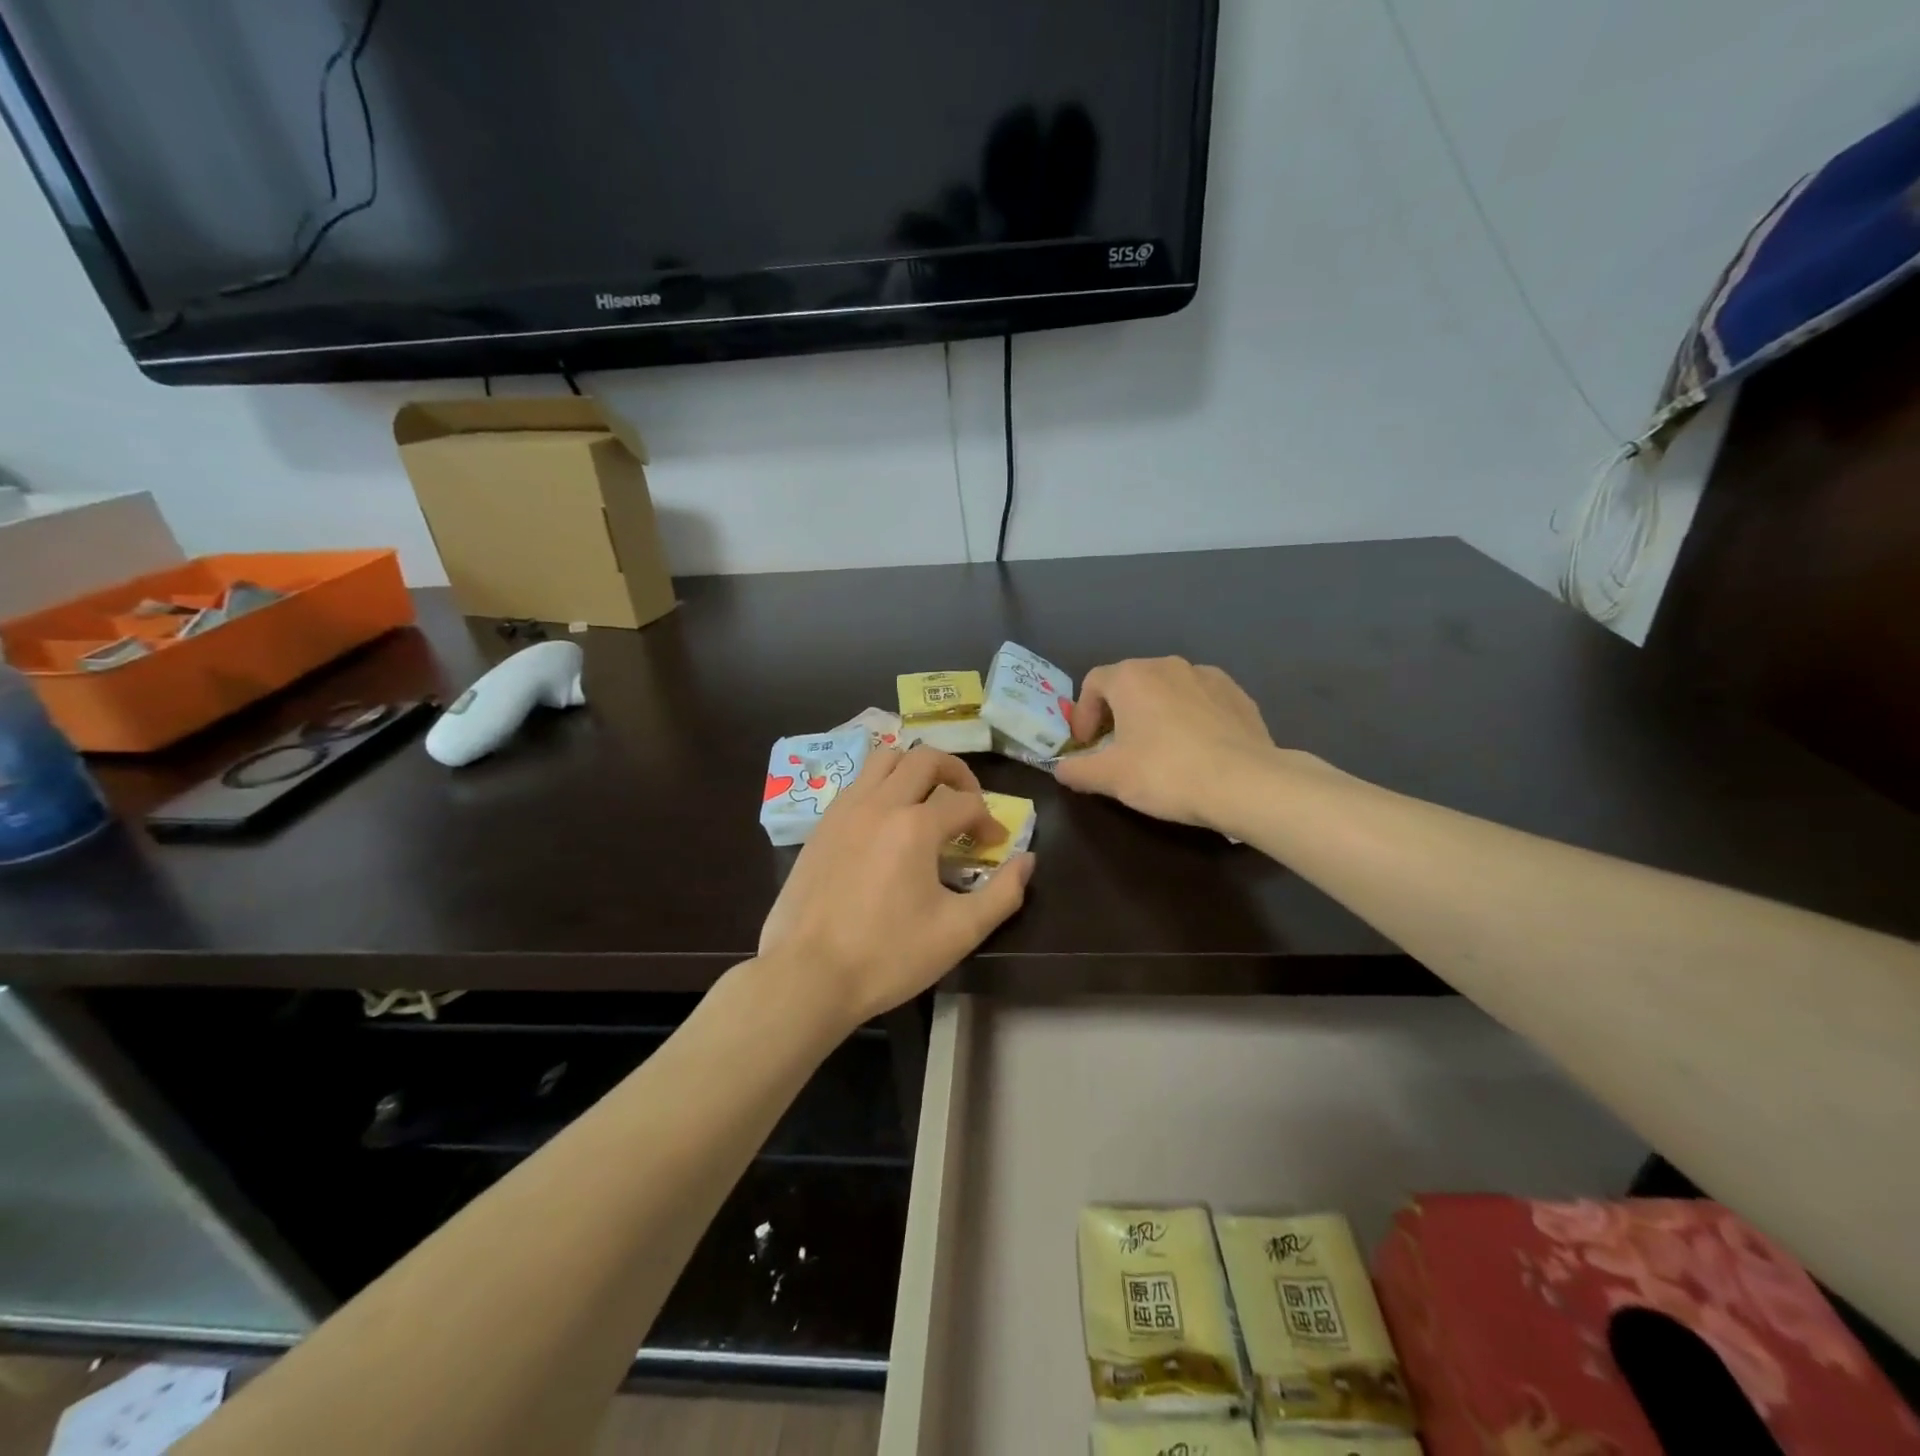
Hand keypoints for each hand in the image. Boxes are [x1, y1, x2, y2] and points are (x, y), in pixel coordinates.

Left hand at [758, 747, 1034, 1026]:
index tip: (995, 847)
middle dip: (956, 774)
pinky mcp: (821, 826)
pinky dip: (881, 786)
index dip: (990, 821)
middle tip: (968, 803)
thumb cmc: (888, 956)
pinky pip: (857, 784)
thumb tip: (1026, 861)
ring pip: (884, 759)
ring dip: (914, 769)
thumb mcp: (959, 933)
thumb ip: (1003, 893)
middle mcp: (879, 804)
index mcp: (915, 826)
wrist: (808, 976)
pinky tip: (887, 822)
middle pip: (925, 759)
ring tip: (927, 799)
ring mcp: (844, 810)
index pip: (966, 803)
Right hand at [1056, 657, 1278, 830]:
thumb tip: (1061, 769)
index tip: (1085, 745)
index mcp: (1131, 677)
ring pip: (1168, 690)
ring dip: (1154, 712)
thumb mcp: (1110, 778)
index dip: (1082, 714)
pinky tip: (1196, 749)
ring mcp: (1207, 676)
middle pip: (1130, 683)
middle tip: (1117, 748)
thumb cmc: (1166, 773)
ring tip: (1158, 748)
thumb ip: (1077, 770)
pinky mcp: (1238, 694)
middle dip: (1117, 712)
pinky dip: (1189, 717)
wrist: (1246, 783)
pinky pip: (1201, 700)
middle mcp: (1167, 665)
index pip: (1093, 683)